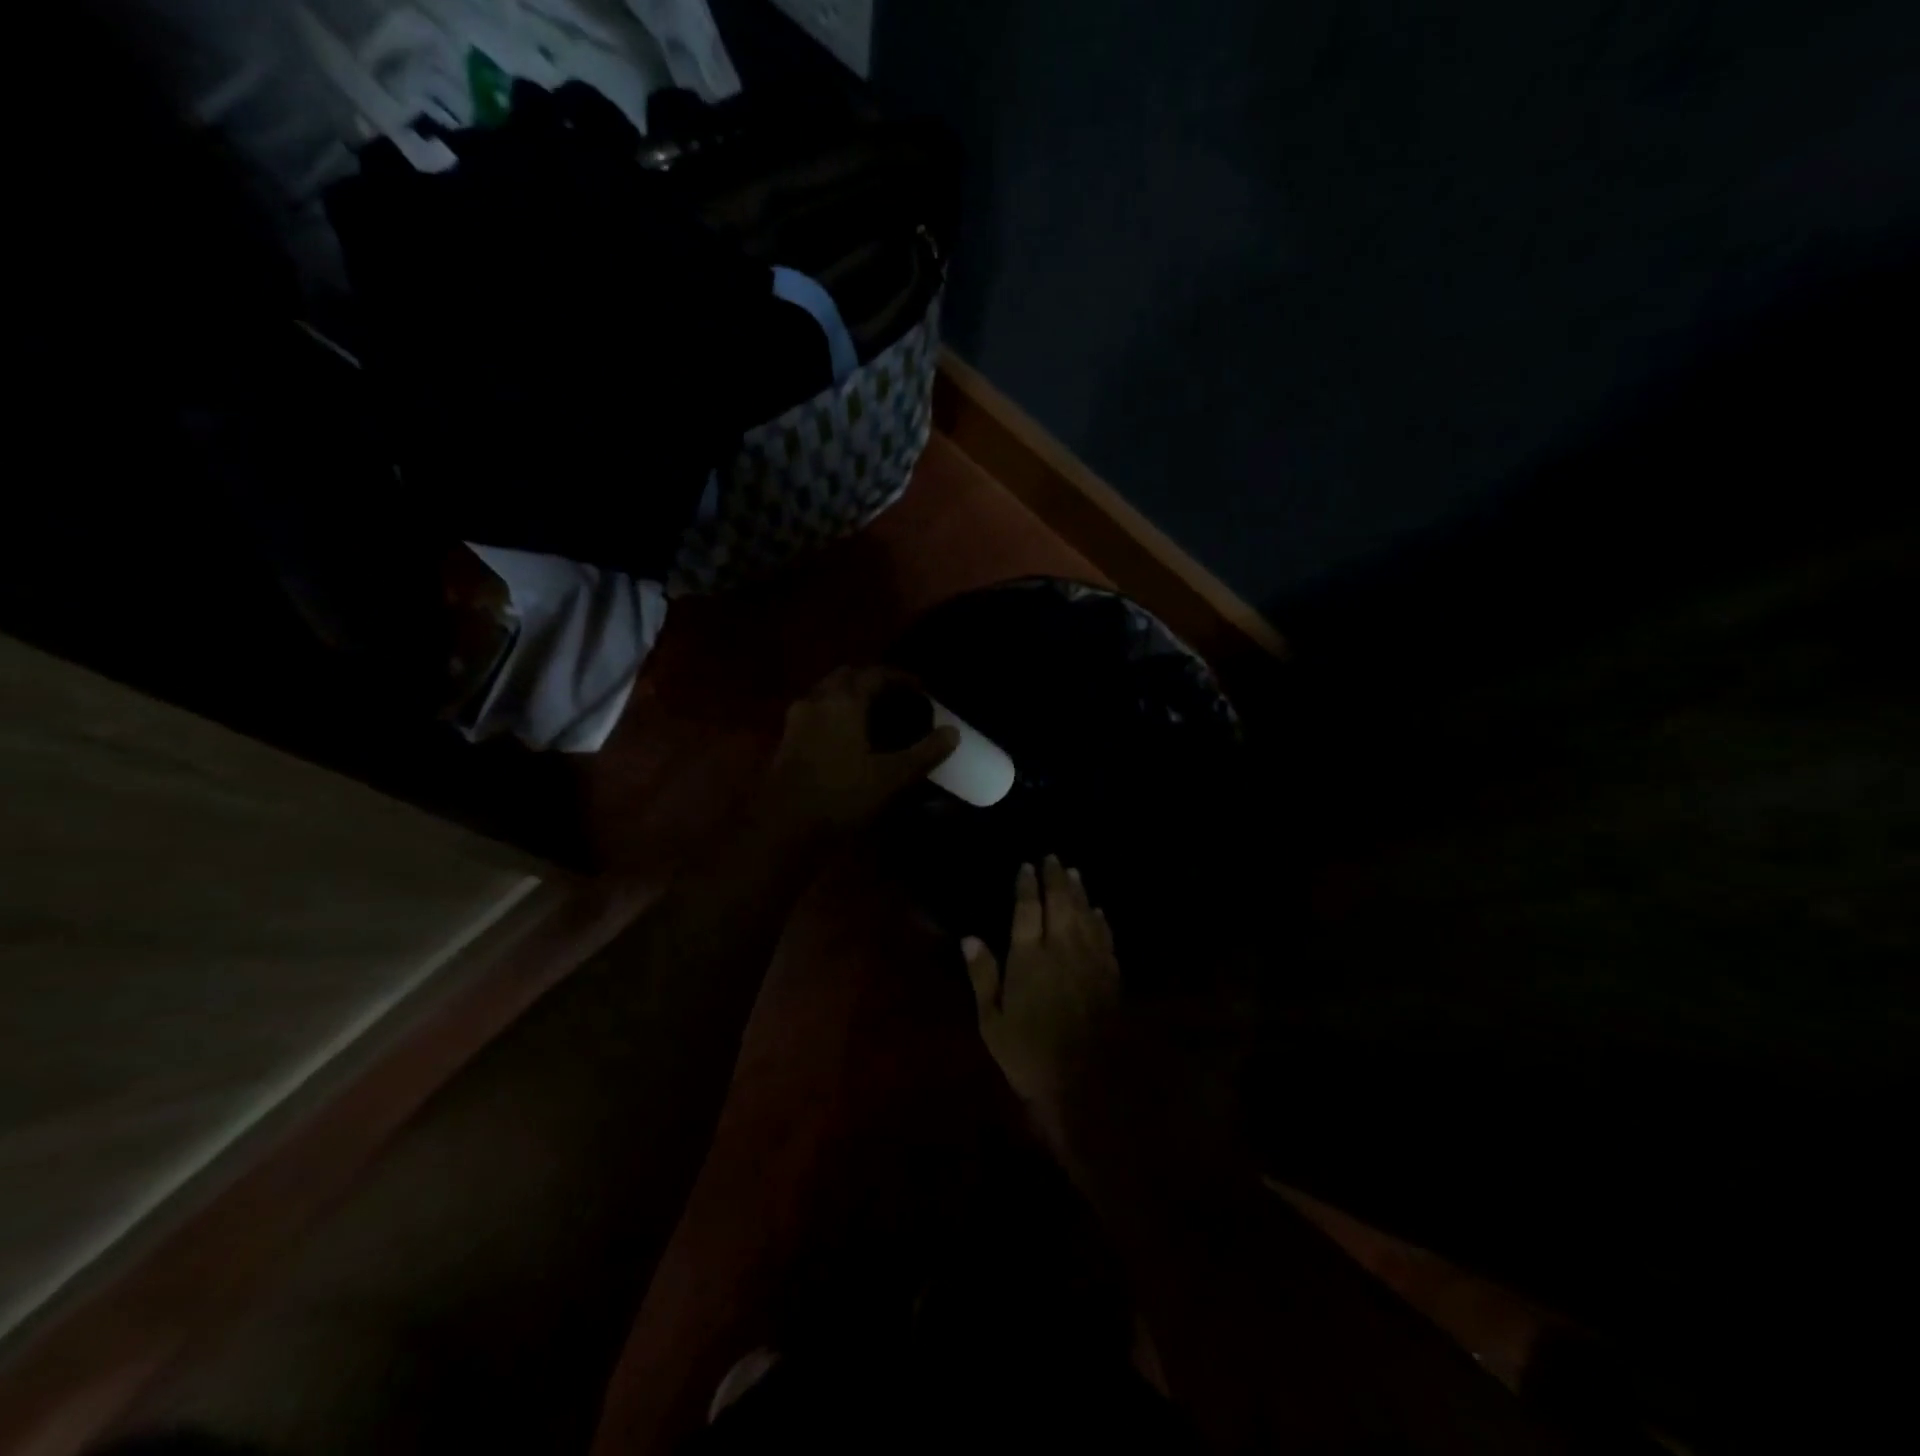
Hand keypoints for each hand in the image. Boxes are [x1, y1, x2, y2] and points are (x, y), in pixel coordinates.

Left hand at [764, 666, 958, 837]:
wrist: (783, 826)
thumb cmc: (841, 795)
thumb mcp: (891, 777)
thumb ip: (924, 752)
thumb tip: (953, 732)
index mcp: (843, 701)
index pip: (875, 674)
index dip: (900, 678)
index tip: (921, 689)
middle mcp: (817, 700)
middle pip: (846, 677)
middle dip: (872, 682)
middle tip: (896, 698)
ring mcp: (797, 719)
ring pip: (827, 694)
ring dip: (850, 697)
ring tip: (874, 717)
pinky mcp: (787, 740)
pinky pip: (816, 712)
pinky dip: (835, 714)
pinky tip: (849, 738)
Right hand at [963, 857, 1121, 1148]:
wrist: (1088, 1084)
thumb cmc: (1029, 1055)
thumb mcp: (992, 1021)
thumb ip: (983, 976)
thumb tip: (970, 937)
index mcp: (1029, 958)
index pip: (1027, 910)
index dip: (1027, 886)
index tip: (1026, 866)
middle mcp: (1062, 949)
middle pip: (1061, 903)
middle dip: (1056, 878)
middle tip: (1053, 858)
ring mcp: (1090, 961)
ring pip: (1086, 915)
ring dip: (1079, 892)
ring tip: (1074, 873)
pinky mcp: (1110, 976)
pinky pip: (1105, 938)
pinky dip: (1101, 921)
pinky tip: (1099, 913)